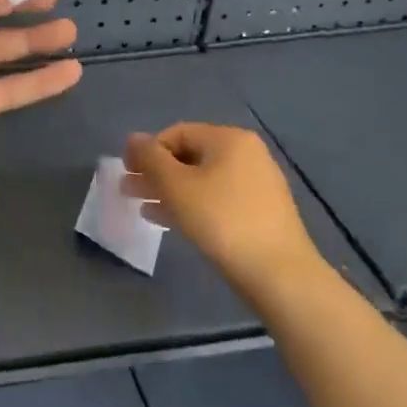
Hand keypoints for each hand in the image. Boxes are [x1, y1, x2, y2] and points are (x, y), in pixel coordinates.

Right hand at [124, 124, 326, 281]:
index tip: (127, 173)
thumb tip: (133, 138)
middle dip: (156, 173)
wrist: (279, 274)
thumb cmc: (221, 220)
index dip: (147, 150)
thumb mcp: (176, 186)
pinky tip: (169, 221)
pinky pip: (217, 198)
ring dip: (169, 191)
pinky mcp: (260, 211)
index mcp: (229, 139)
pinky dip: (191, 205)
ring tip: (143, 207)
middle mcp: (246, 154)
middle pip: (189, 156)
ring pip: (202, 180)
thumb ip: (150, 158)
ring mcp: (257, 183)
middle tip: (129, 190)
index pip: (177, 133)